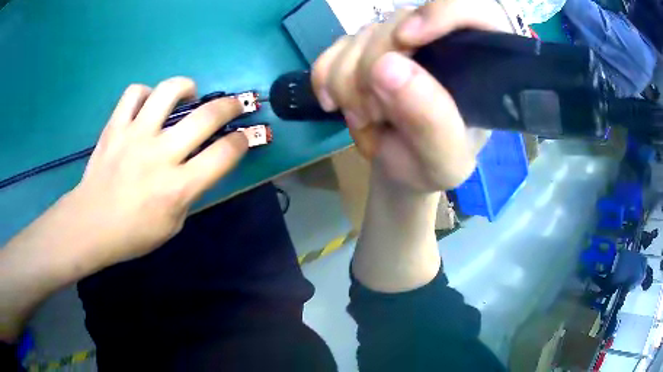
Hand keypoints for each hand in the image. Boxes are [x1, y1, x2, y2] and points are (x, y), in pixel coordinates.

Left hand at [71, 77, 247, 265]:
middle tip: (233, 104)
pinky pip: (134, 94)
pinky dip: (145, 94)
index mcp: (178, 187)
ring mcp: (135, 135)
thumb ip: (189, 193)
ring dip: (187, 87)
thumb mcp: (172, 225)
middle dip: (230, 106)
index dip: (242, 141)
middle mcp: (160, 154)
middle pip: (206, 117)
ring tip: (189, 94)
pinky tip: (148, 105)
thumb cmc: (133, 233)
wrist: (90, 224)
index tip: (244, 136)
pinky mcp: (115, 126)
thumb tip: (198, 167)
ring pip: (169, 91)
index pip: (224, 155)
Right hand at [312, 0, 513, 192]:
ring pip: (361, 35)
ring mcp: (398, 41)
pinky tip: (334, 103)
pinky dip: (326, 76)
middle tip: (372, 115)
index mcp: (477, 62)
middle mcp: (438, 40)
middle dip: (372, 69)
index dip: (438, 14)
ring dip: (348, 81)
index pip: (470, 10)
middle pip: (399, 21)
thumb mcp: (444, 158)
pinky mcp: (365, 48)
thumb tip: (385, 67)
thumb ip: (430, 120)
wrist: (402, 169)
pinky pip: (335, 47)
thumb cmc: (434, 165)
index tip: (405, 42)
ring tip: (365, 119)